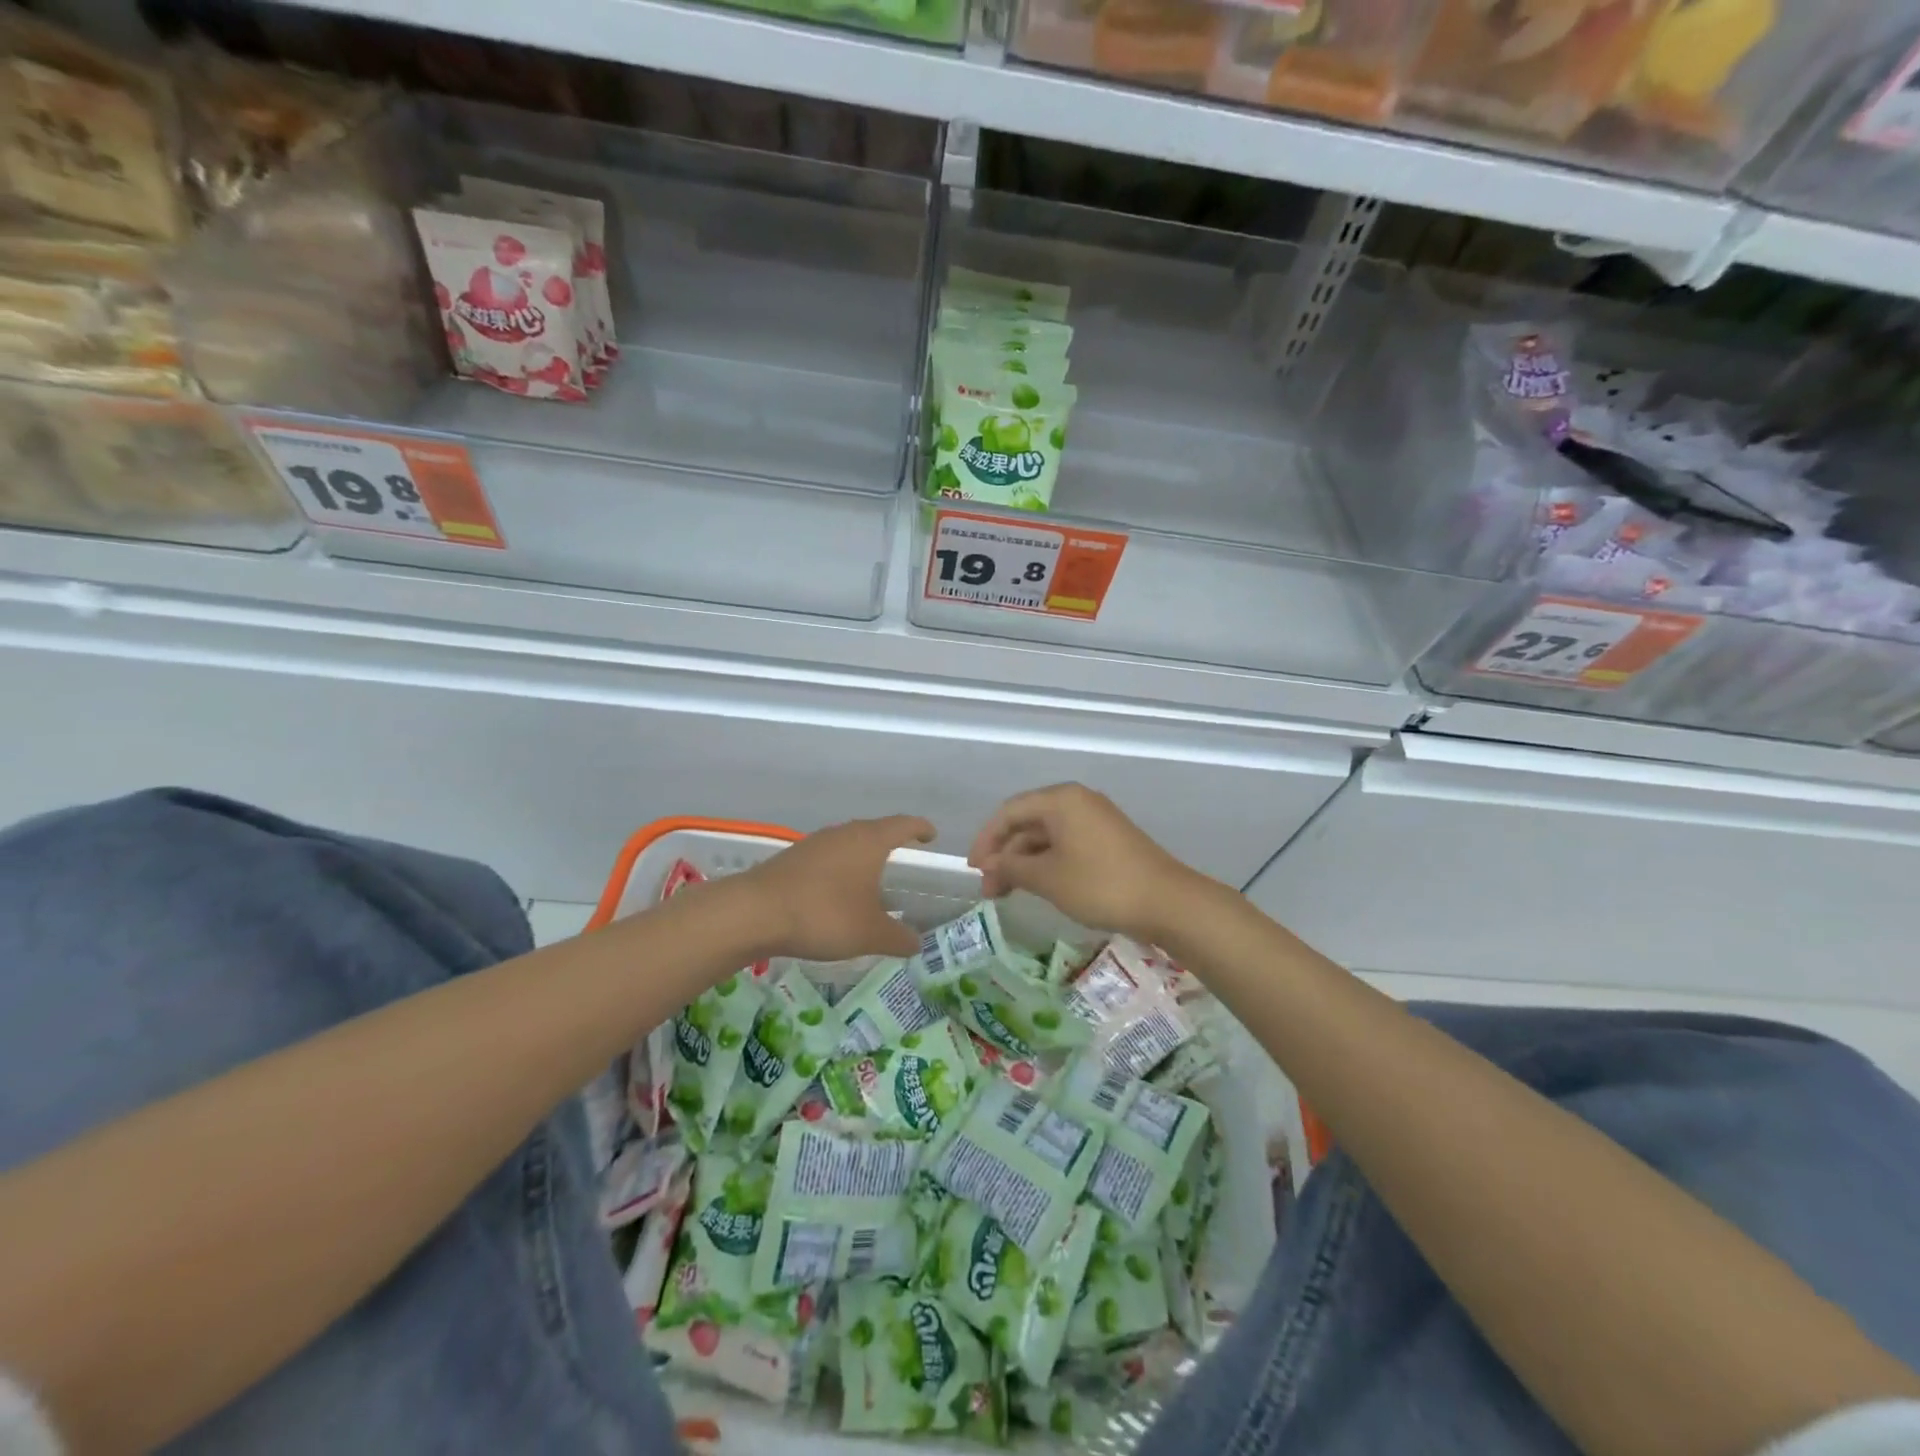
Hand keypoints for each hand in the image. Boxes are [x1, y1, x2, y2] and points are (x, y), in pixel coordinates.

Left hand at [738, 814, 933, 961]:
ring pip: (848, 843)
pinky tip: (836, 892)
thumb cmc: (824, 915)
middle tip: (904, 856)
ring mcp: (815, 843)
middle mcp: (844, 833)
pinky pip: (827, 857)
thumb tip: (917, 942)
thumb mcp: (870, 934)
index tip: (930, 834)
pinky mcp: (792, 858)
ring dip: (862, 856)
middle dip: (891, 841)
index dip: (920, 828)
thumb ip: (899, 938)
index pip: (903, 824)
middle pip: (874, 830)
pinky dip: (839, 869)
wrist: (754, 912)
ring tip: (871, 878)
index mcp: (870, 841)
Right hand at [967, 784, 1208, 943]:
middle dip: (1003, 855)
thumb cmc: (1100, 884)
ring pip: (1046, 836)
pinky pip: (1065, 844)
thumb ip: (1011, 866)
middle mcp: (1076, 801)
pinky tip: (1036, 886)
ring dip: (1023, 862)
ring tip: (1006, 894)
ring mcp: (1094, 820)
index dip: (985, 839)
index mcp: (1061, 799)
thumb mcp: (1047, 877)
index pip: (1009, 811)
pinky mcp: (1107, 839)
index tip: (972, 869)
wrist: (1166, 902)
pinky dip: (1045, 863)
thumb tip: (989, 863)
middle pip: (1027, 822)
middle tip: (989, 889)